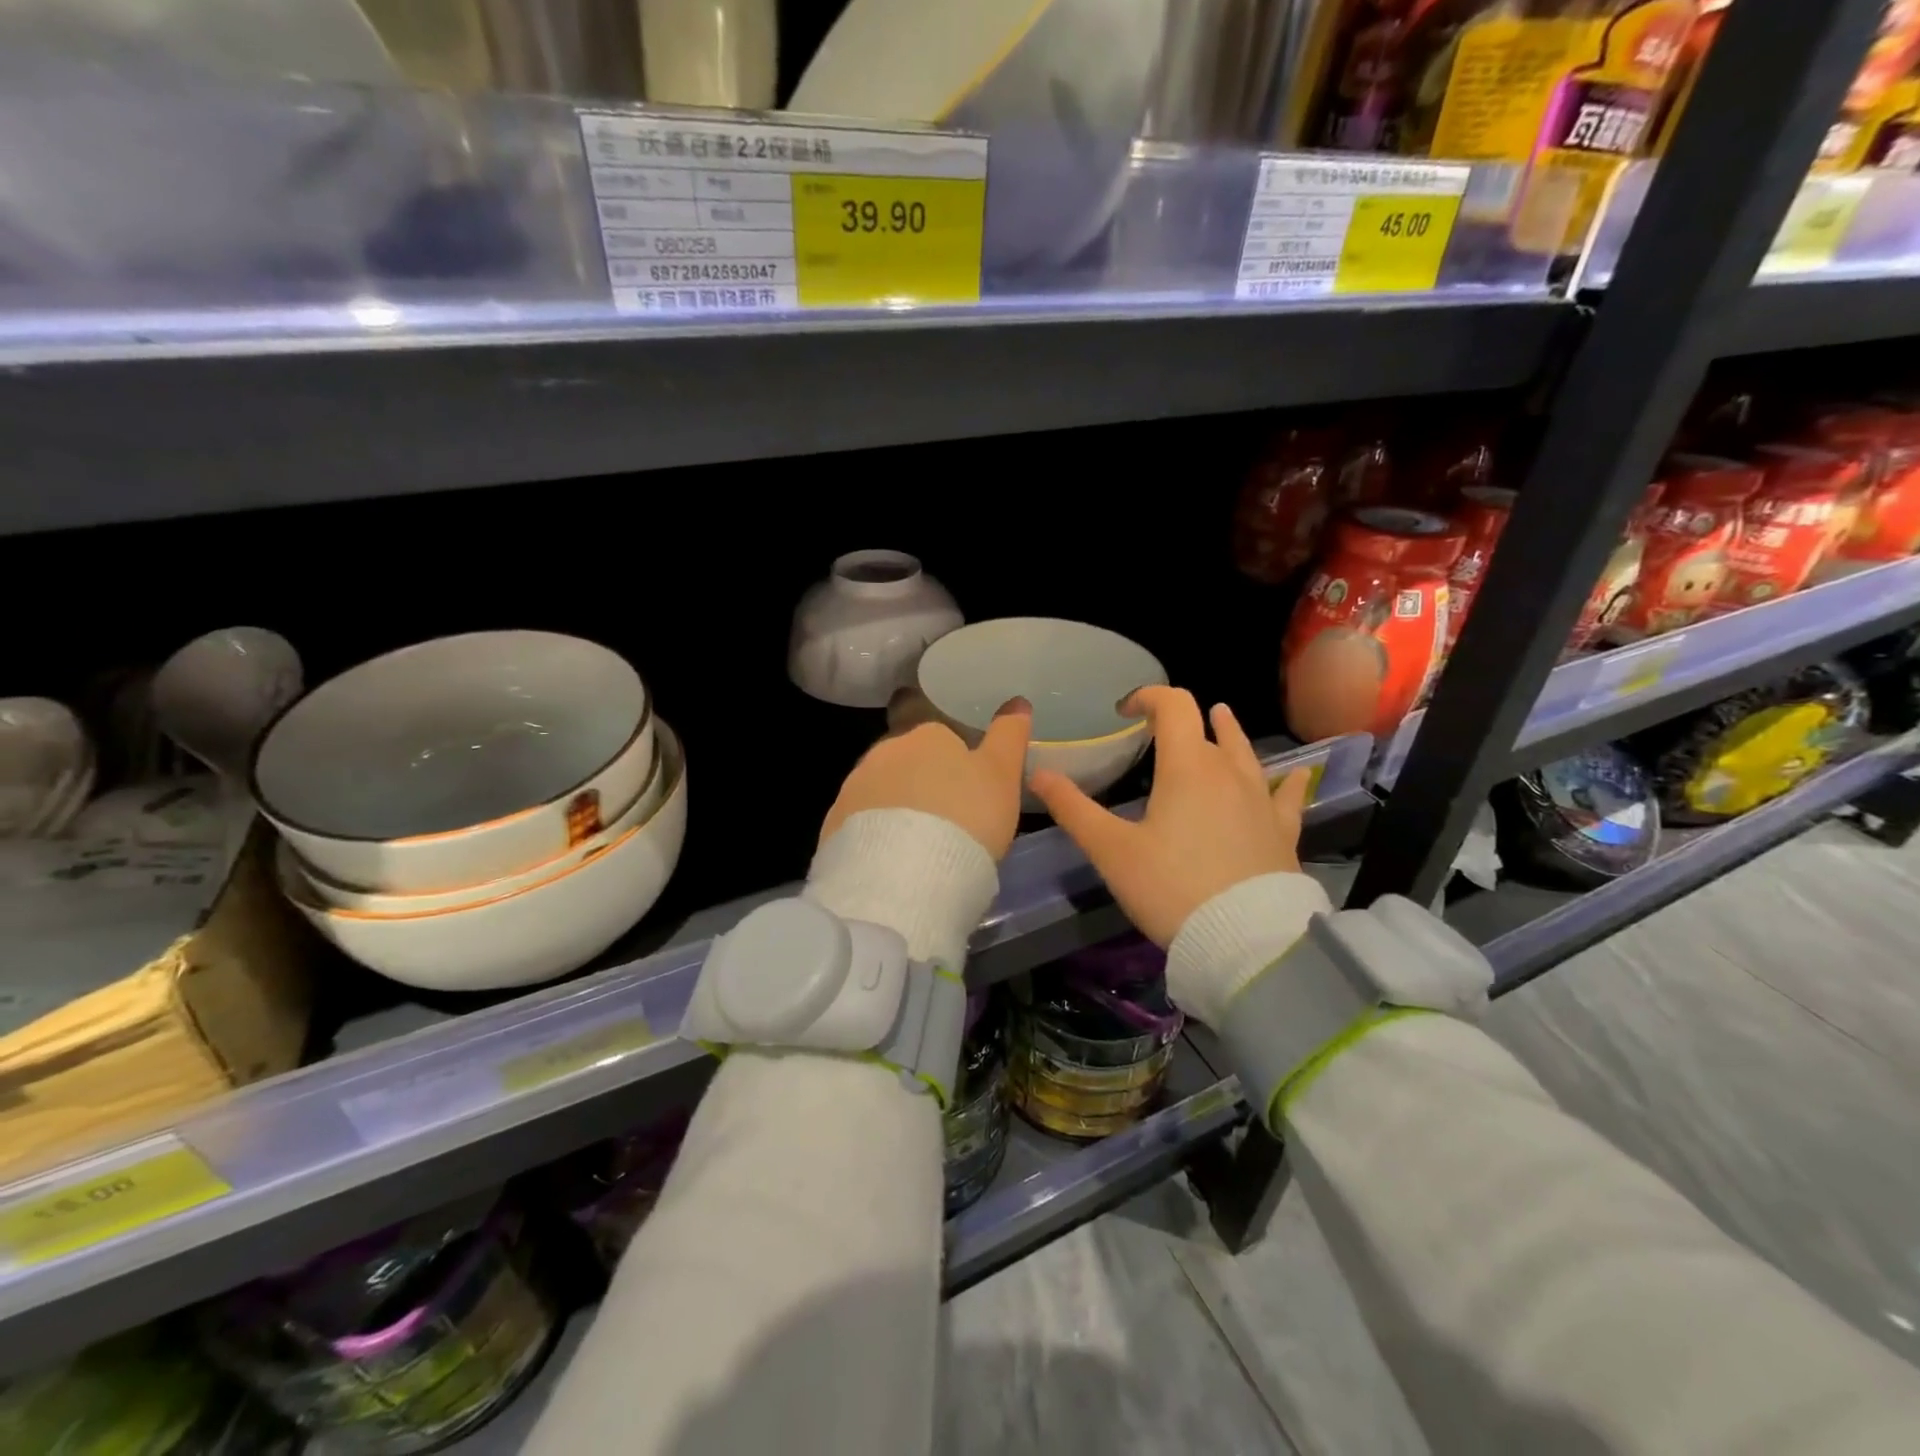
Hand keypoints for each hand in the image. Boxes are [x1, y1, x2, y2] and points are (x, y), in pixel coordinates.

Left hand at [819, 699, 1031, 860]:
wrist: (905, 879)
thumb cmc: (966, 817)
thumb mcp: (1001, 775)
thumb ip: (1008, 736)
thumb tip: (1016, 702)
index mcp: (924, 734)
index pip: (922, 715)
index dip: (935, 737)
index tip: (949, 759)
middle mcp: (882, 752)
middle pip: (899, 756)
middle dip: (915, 775)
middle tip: (942, 808)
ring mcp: (853, 789)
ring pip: (877, 789)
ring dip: (893, 805)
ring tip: (916, 840)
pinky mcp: (833, 828)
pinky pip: (858, 823)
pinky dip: (873, 834)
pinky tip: (890, 860)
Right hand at [1030, 687, 1310, 947]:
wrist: (1246, 942)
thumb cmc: (1170, 888)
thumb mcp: (1111, 850)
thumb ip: (1073, 808)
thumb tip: (1037, 773)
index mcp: (1187, 767)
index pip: (1174, 706)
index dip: (1148, 697)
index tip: (1125, 710)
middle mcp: (1229, 771)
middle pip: (1207, 728)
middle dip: (1181, 720)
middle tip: (1159, 729)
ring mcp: (1262, 800)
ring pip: (1246, 753)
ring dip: (1228, 734)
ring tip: (1221, 719)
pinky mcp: (1283, 831)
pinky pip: (1286, 794)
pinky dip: (1284, 780)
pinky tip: (1294, 775)